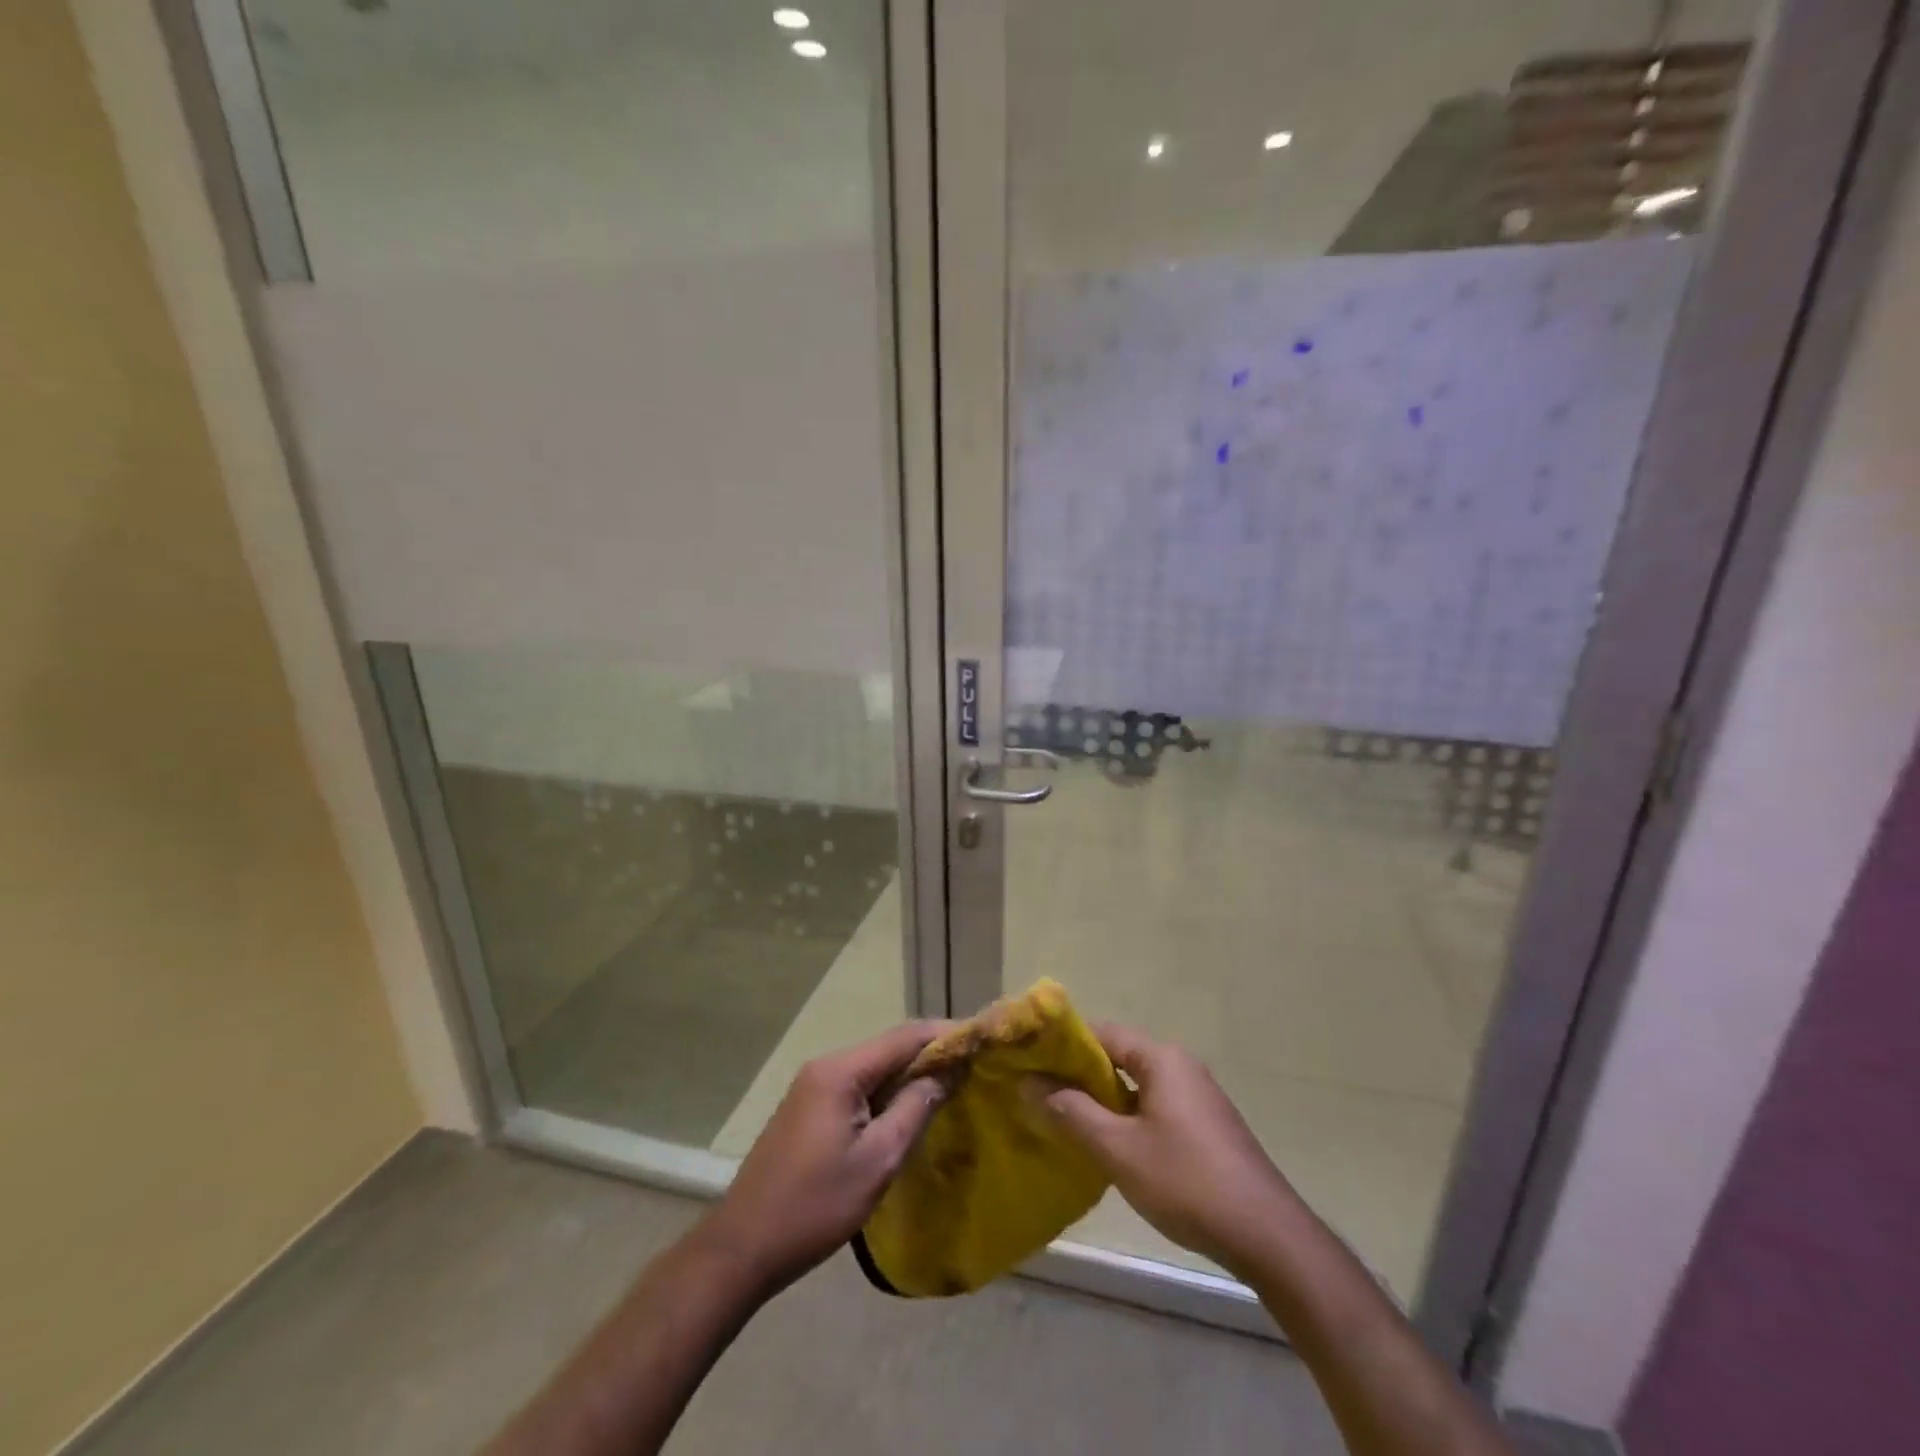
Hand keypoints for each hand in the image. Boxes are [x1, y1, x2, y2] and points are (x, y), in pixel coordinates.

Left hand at [700, 1021, 951, 1297]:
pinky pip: (858, 1086)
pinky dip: (888, 1091)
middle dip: (930, 1053)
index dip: (945, 1034)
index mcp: (841, 1071)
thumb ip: (915, 1108)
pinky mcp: (808, 1108)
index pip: (904, 1036)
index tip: (982, 1040)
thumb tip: (949, 1071)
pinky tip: (908, 1109)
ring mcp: (813, 1086)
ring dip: (910, 1073)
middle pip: (889, 1047)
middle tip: (972, 1066)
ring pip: (874, 1067)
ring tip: (950, 1086)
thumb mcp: (878, 1160)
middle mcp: (826, 1066)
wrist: (743, 1247)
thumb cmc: (815, 1205)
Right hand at [1030, 1022, 1297, 1278]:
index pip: (1102, 1032)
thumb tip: (1028, 1083)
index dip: (1063, 1044)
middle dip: (1079, 1074)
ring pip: (1135, 1085)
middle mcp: (1180, 1066)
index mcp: (1161, 1058)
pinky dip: (1126, 1116)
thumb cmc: (1187, 1181)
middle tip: (1038, 1093)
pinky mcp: (1205, 1127)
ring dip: (1101, 1099)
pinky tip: (1108, 1145)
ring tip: (1064, 1119)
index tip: (1029, 1060)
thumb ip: (1071, 1112)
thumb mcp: (1118, 1149)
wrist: (1267, 1235)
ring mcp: (1196, 1097)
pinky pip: (1153, 1106)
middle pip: (1118, 1056)